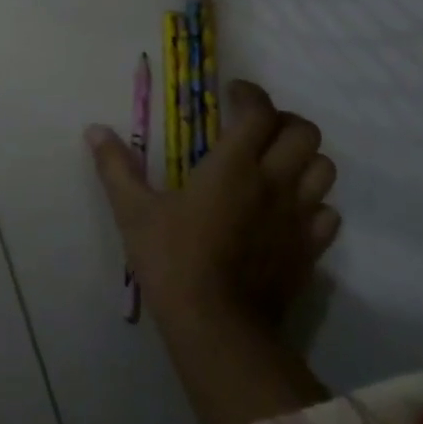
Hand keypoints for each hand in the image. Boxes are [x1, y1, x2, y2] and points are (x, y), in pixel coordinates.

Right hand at [87, 80, 339, 334]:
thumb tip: (94, 130)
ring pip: (324, 169)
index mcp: (234, 165)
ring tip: (276, 166)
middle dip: (283, 121)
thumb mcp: (134, 211)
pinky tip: (288, 212)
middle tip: (256, 129)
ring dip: (304, 159)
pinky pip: (328, 214)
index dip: (249, 94)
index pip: (259, 111)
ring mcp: (298, 218)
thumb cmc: (173, 262)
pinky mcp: (311, 252)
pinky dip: (314, 204)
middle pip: (304, 132)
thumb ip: (116, 167)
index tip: (231, 94)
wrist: (218, 329)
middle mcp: (274, 182)